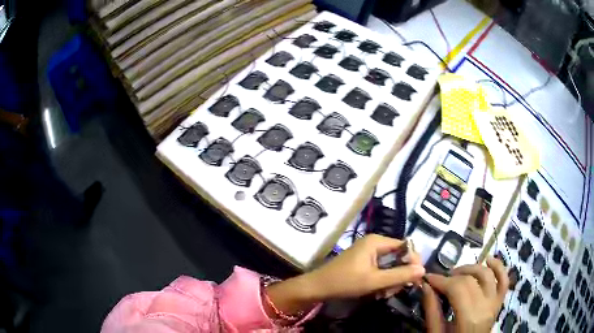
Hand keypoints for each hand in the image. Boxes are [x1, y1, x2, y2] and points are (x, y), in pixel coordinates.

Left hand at [266, 234, 424, 315]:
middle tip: (395, 290)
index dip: (413, 261)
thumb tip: (423, 270)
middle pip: (398, 257)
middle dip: (399, 274)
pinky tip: (378, 293)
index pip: (405, 246)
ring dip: (391, 280)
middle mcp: (374, 243)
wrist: (318, 287)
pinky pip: (381, 270)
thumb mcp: (374, 281)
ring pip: (390, 265)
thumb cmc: (345, 282)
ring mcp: (368, 253)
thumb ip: (399, 275)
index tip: (415, 278)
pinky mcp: (364, 263)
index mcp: (377, 241)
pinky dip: (382, 281)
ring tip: (384, 294)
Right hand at [422, 257, 508, 332]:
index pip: (457, 288)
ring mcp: (495, 303)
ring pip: (487, 275)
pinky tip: (488, 260)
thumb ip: (432, 310)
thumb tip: (425, 286)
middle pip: (470, 280)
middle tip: (438, 281)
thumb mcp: (436, 332)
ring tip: (456, 274)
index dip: (441, 280)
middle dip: (451, 276)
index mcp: (469, 318)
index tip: (427, 278)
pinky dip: (498, 267)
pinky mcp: (500, 301)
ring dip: (471, 269)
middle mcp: (486, 307)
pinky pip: (504, 279)